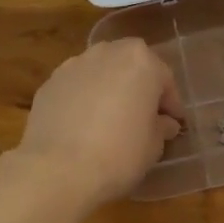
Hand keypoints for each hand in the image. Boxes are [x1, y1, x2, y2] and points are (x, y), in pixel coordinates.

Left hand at [19, 39, 184, 205]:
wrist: (57, 170)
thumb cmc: (119, 153)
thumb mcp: (154, 145)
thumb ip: (162, 126)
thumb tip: (164, 123)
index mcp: (141, 61)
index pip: (165, 79)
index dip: (171, 104)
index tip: (173, 124)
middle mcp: (108, 52)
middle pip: (131, 66)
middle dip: (139, 88)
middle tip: (143, 117)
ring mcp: (75, 64)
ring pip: (101, 72)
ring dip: (109, 89)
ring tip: (109, 120)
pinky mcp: (50, 82)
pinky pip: (76, 87)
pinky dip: (83, 99)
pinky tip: (82, 126)